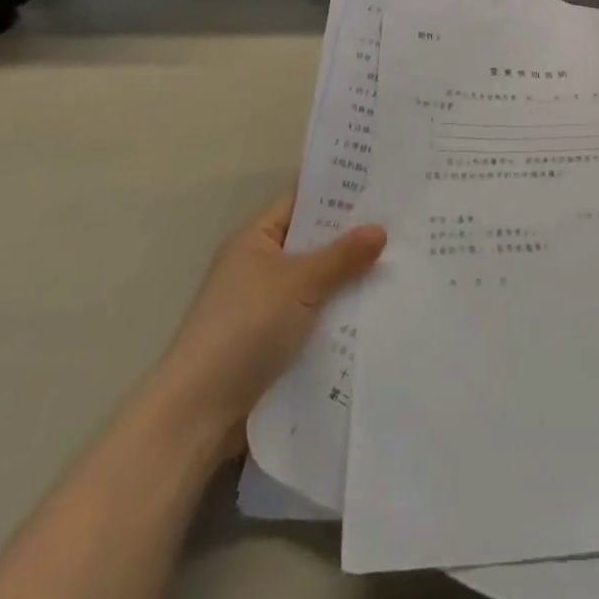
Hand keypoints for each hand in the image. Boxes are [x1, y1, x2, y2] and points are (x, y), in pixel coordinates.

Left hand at [159, 188, 385, 430]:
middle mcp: (258, 265)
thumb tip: (380, 229)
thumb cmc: (244, 328)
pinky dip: (338, 312)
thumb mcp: (299, 283)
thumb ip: (341, 256)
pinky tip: (375, 311)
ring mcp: (265, 305)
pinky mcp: (272, 342)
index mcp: (255, 238)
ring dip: (348, 278)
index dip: (338, 190)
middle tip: (400, 224)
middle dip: (351, 236)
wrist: (197, 414)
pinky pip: (314, 315)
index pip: (302, 200)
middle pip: (312, 241)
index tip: (380, 184)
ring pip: (316, 281)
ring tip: (400, 264)